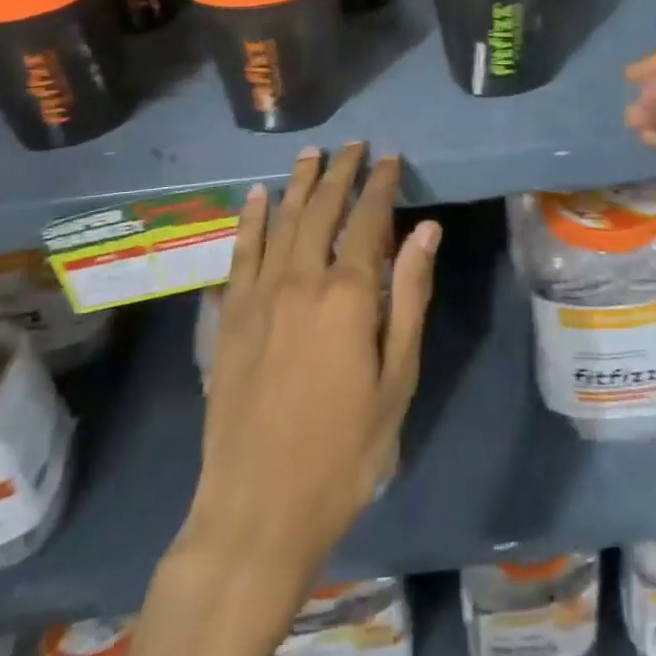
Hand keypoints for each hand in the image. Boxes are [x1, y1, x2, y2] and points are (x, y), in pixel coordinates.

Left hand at [178, 143, 440, 595]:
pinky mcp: (229, 317)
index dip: (380, 184)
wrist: (257, 509)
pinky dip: (250, 219)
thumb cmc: (344, 451)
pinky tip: (256, 197)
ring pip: (281, 221)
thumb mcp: (396, 380)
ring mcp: (258, 296)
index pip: (368, 220)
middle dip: (340, 172)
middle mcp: (300, 280)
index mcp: (347, 295)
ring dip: (298, 183)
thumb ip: (409, 298)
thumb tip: (426, 231)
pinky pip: (240, 253)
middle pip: (321, 210)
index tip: (390, 159)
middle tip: (354, 146)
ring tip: (311, 154)